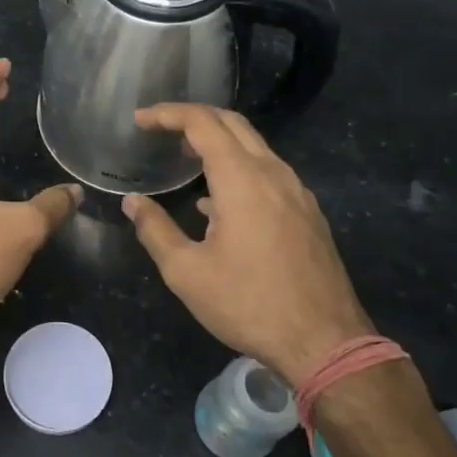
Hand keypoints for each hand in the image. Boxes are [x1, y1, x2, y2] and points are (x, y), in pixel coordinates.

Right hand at [122, 105, 370, 385]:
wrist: (324, 342)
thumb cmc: (248, 305)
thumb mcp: (186, 272)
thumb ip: (155, 230)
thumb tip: (132, 202)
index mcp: (242, 179)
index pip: (202, 123)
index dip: (167, 114)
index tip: (139, 121)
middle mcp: (274, 174)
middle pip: (233, 124)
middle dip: (194, 118)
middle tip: (160, 130)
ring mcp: (297, 192)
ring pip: (255, 147)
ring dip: (219, 143)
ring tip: (186, 160)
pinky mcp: (308, 213)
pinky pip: (269, 172)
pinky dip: (239, 168)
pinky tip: (219, 202)